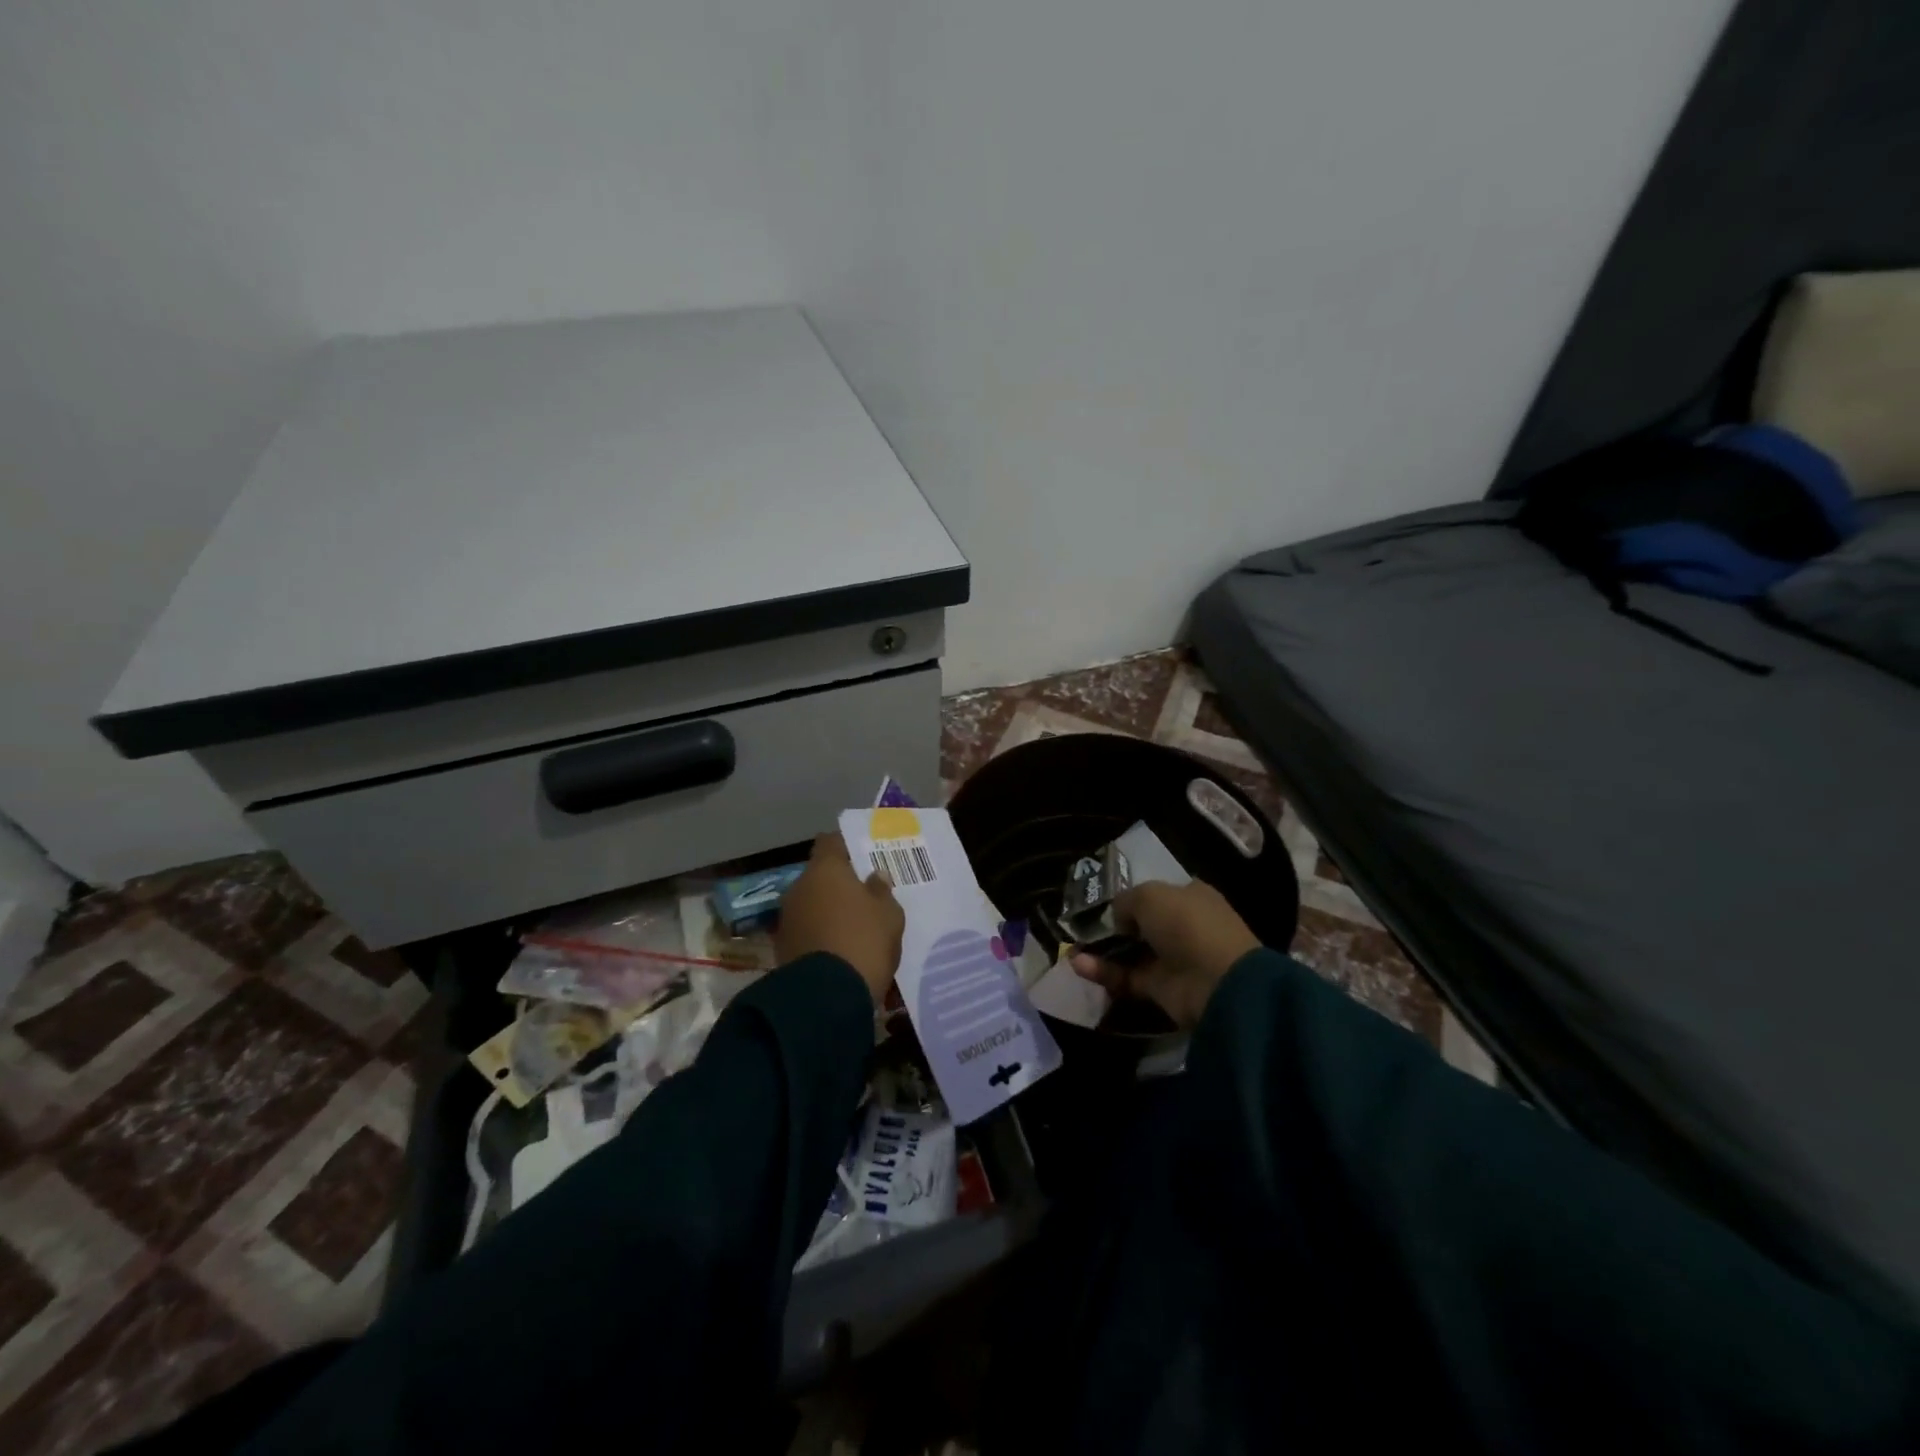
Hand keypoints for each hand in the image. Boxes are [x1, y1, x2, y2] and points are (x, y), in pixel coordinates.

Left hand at [776, 833, 904, 1002]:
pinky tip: (839, 947)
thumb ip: (881, 891)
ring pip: (812, 903)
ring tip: (853, 925)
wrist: (826, 998)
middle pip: (820, 875)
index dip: (846, 846)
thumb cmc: (864, 941)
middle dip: (838, 883)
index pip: (831, 842)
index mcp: (825, 869)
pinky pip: (806, 929)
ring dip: (828, 909)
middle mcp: (800, 886)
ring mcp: (787, 917)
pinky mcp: (782, 946)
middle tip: (863, 894)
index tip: (862, 855)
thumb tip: (874, 876)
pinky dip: (820, 933)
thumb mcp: (889, 915)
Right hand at [1070, 880, 1259, 1030]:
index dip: (1131, 897)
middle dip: (1112, 926)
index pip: (1157, 894)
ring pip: (1130, 953)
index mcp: (1189, 897)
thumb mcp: (1150, 895)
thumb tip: (1117, 918)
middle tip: (1080, 927)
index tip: (1103, 902)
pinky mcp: (1161, 989)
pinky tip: (1078, 965)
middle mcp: (1183, 927)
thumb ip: (1126, 901)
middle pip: (1141, 925)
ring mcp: (1172, 959)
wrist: (1217, 981)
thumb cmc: (1187, 924)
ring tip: (1070, 948)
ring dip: (1101, 951)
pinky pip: (1126, 977)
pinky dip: (1103, 972)